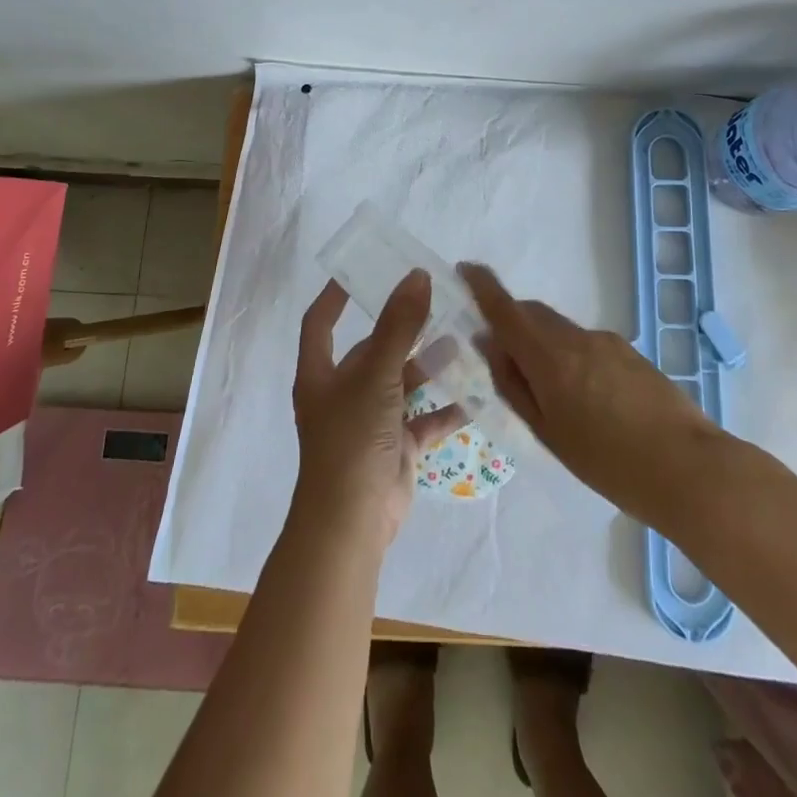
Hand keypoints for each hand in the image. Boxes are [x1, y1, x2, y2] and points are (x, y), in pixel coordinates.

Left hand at [292, 270, 465, 549]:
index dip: (335, 296)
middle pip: (373, 350)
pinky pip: (424, 420)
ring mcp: (370, 422)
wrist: (352, 524)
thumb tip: (417, 276)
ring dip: (430, 366)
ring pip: (403, 383)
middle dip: (403, 330)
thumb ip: (399, 326)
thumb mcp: (376, 375)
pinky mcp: (395, 447)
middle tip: (439, 303)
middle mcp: (343, 393)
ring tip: (464, 343)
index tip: (359, 271)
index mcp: (322, 373)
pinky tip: (475, 395)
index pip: (321, 322)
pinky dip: (446, 409)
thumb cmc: (352, 439)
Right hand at [460, 262, 723, 527]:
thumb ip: (514, 384)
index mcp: (550, 357)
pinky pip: (585, 343)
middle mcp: (576, 337)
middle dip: (512, 321)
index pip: (506, 309)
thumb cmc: (608, 463)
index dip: (483, 286)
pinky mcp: (630, 352)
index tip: (465, 269)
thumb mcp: (548, 432)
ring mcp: (607, 341)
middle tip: (502, 356)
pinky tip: (586, 399)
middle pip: (533, 314)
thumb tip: (489, 344)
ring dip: (542, 343)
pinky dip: (570, 356)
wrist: (689, 469)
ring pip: (560, 330)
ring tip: (549, 394)